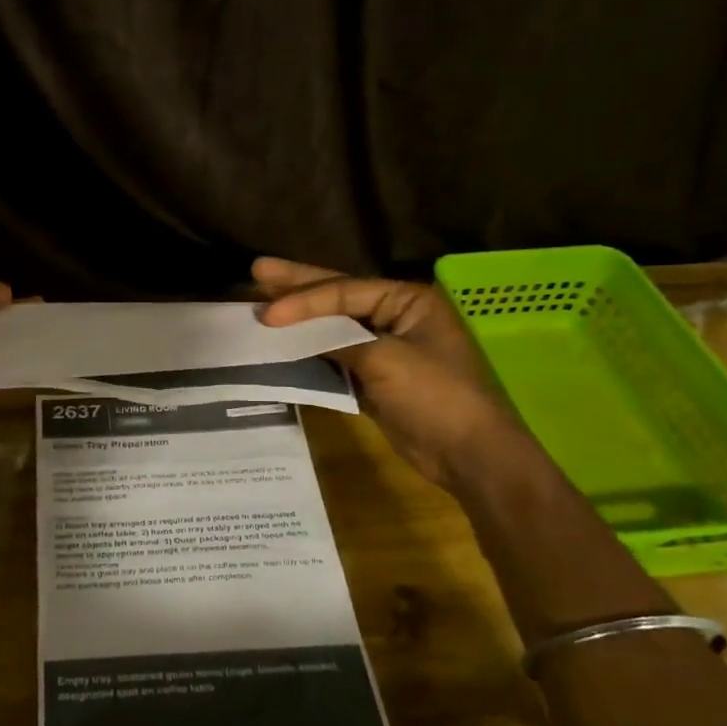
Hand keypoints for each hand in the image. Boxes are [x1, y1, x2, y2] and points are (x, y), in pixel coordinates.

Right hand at [254, 257, 512, 485]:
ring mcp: (383, 347)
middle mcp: (395, 316)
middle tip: (258, 270)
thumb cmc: (436, 396)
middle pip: (337, 297)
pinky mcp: (373, 377)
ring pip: (332, 328)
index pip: (344, 291)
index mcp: (408, 300)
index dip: (303, 300)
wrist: (468, 455)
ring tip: (260, 304)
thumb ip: (337, 340)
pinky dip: (308, 352)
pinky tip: (281, 345)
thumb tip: (291, 332)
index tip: (267, 314)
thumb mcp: (386, 361)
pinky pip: (333, 357)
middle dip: (296, 287)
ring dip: (298, 321)